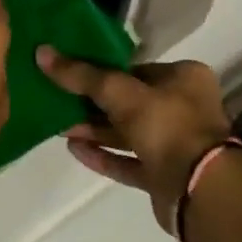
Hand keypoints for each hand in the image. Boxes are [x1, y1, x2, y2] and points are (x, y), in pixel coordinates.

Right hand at [35, 49, 231, 232]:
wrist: (199, 189)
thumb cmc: (166, 125)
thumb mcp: (120, 92)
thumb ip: (82, 75)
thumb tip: (42, 52)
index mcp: (184, 78)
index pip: (136, 69)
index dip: (103, 71)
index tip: (70, 73)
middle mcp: (183, 108)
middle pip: (130, 102)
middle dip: (93, 103)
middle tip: (58, 100)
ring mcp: (174, 145)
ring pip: (127, 133)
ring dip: (94, 130)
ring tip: (59, 127)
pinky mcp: (163, 176)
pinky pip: (127, 161)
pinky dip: (103, 155)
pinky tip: (74, 149)